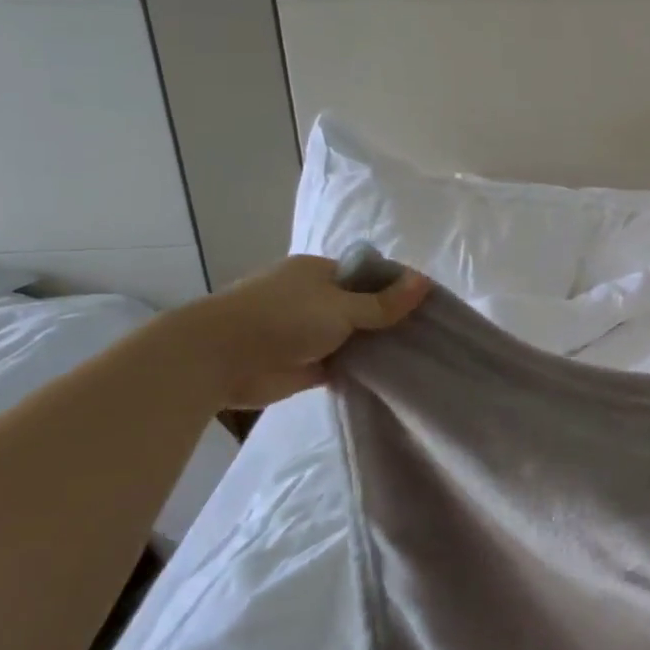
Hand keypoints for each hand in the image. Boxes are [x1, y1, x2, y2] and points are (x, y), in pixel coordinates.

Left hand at [165, 254, 430, 409]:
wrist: (220, 359)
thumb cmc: (283, 318)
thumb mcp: (342, 306)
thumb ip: (384, 302)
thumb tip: (425, 282)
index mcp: (318, 273)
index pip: (367, 275)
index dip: (396, 287)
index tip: (428, 305)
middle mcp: (313, 299)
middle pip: (361, 307)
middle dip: (388, 320)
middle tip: (429, 335)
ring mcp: (306, 333)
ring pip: (351, 337)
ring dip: (374, 346)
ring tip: (418, 356)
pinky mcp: (303, 366)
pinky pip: (340, 365)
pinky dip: (359, 369)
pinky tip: (390, 376)